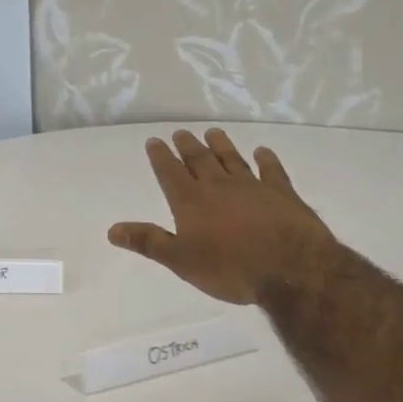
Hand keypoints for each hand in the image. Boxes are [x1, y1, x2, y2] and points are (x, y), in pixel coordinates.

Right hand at [108, 129, 338, 304]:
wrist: (290, 268)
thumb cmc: (229, 269)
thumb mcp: (181, 261)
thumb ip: (148, 242)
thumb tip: (112, 230)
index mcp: (191, 202)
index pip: (170, 173)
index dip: (161, 157)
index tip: (154, 141)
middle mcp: (219, 186)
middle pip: (200, 160)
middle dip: (188, 146)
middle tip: (181, 133)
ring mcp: (253, 186)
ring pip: (232, 159)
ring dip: (221, 145)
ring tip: (213, 132)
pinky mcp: (282, 193)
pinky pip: (271, 170)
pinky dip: (266, 160)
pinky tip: (262, 152)